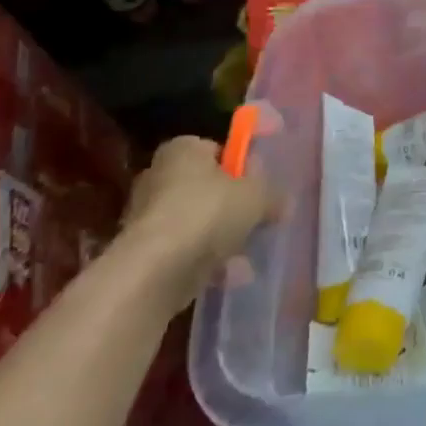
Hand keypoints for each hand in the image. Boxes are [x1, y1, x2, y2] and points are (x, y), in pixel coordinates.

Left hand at [119, 136, 276, 313]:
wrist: (155, 271)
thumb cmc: (208, 213)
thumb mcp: (256, 197)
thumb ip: (272, 195)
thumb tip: (282, 202)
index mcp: (183, 149)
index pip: (217, 150)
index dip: (241, 167)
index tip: (260, 187)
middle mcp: (158, 175)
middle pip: (206, 187)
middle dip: (231, 206)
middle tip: (256, 221)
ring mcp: (147, 216)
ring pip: (196, 222)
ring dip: (221, 237)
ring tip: (246, 257)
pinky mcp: (142, 252)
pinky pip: (183, 251)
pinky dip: (204, 261)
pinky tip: (227, 276)